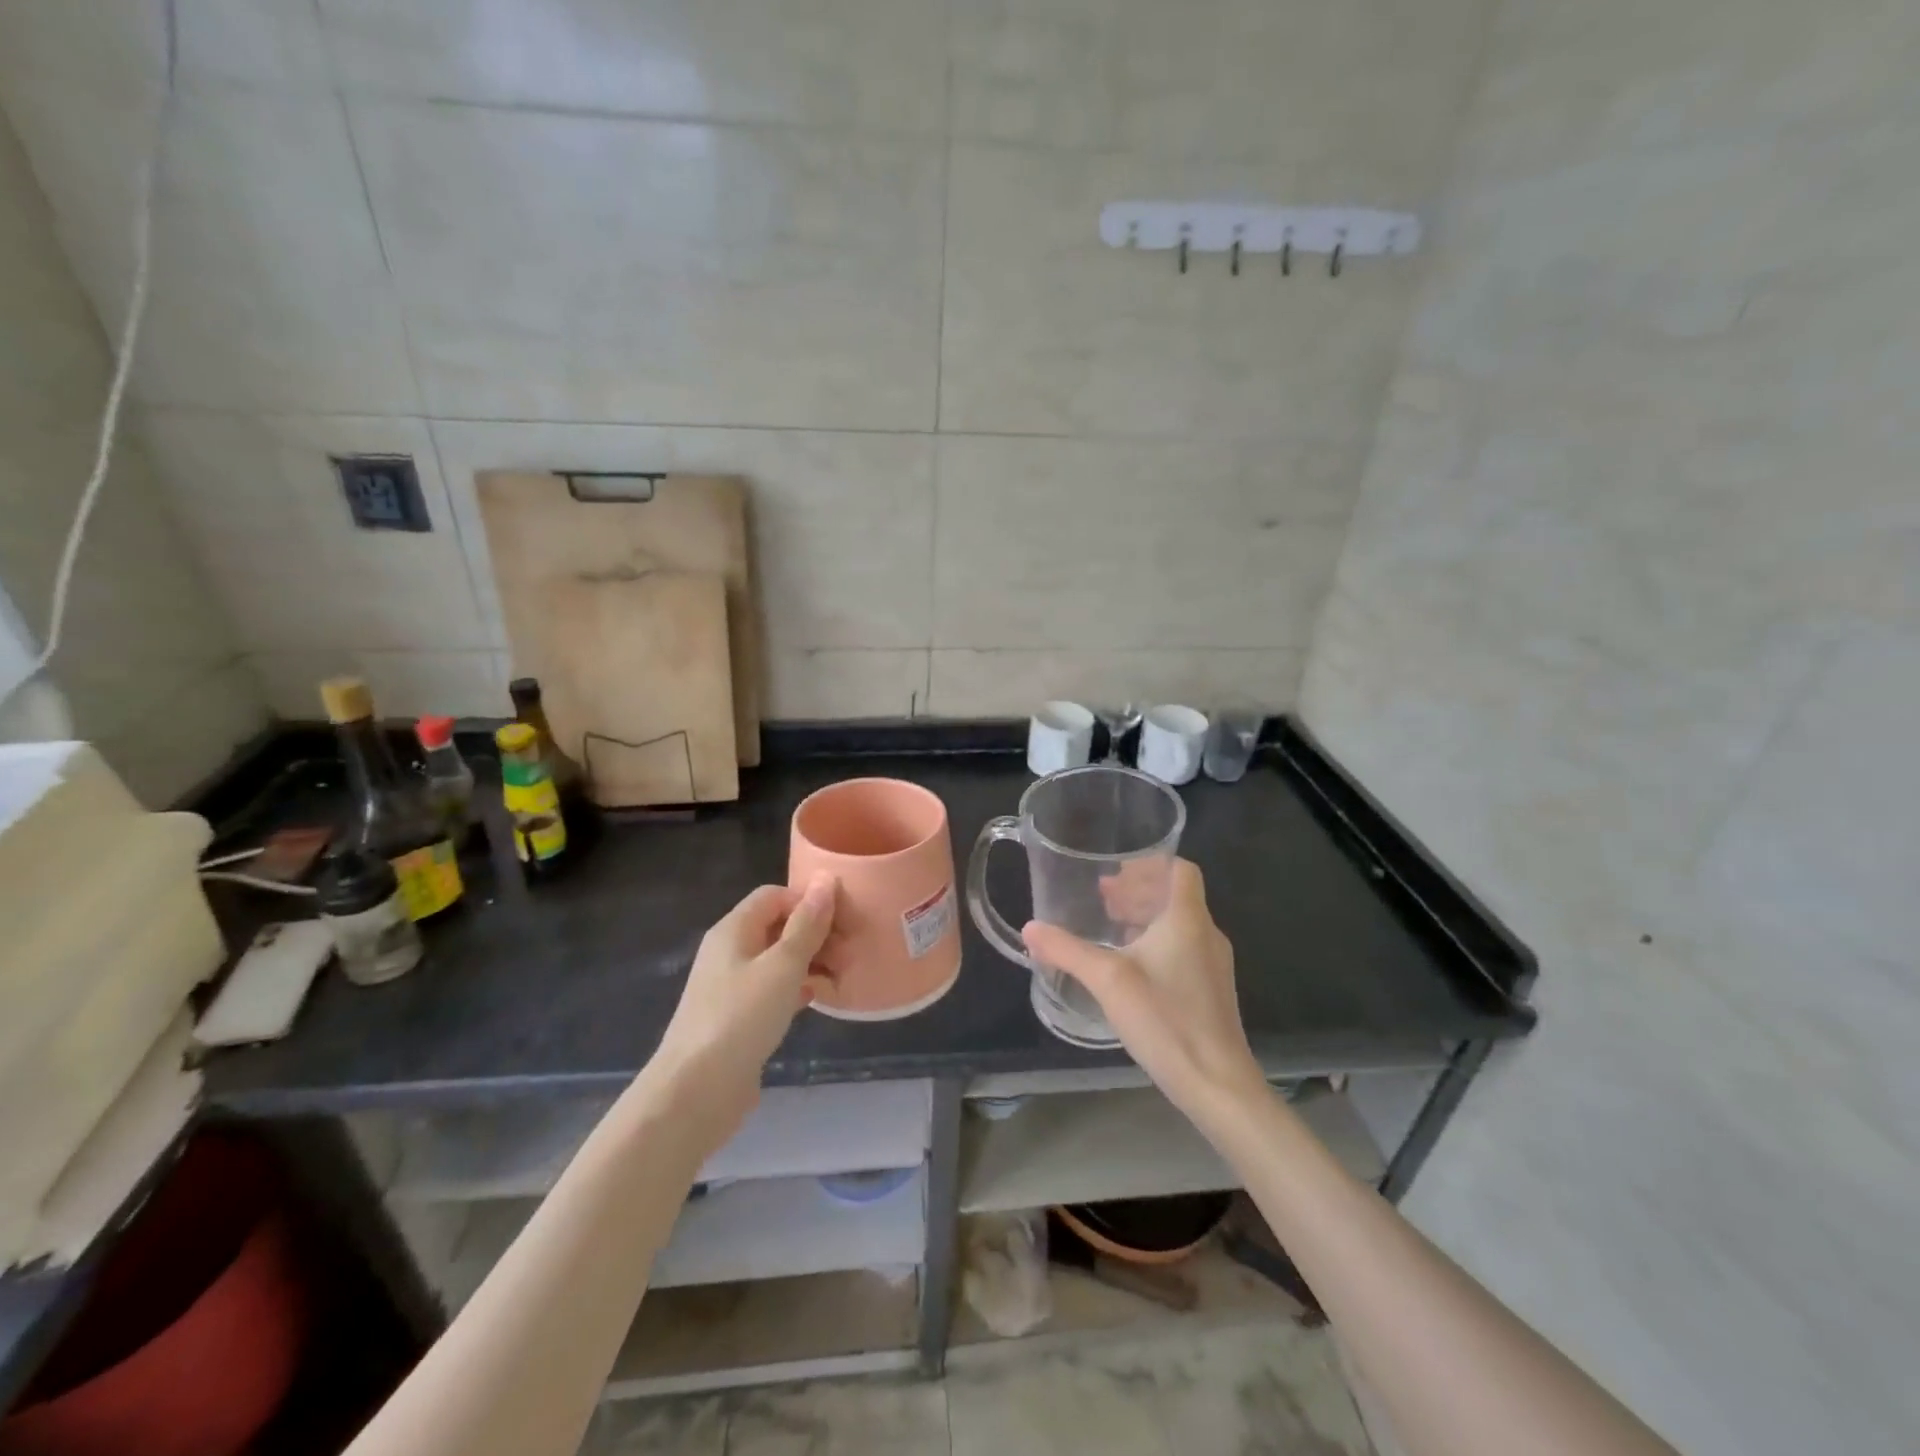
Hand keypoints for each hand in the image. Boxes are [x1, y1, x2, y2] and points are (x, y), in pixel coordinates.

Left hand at [651, 878, 835, 1135]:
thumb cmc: (740, 1018)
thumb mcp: (782, 966)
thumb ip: (806, 924)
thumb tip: (826, 880)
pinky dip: (798, 987)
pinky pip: (773, 988)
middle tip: (850, 954)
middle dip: (817, 933)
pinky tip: (817, 999)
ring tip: (841, 977)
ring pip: (779, 959)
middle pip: (779, 925)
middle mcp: (730, 951)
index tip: (845, 922)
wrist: (695, 1092)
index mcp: (734, 929)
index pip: (776, 896)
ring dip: (811, 961)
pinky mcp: (737, 1017)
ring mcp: (731, 986)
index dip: (810, 902)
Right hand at [1022, 859, 1264, 1121]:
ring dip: (1146, 917)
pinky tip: (1130, 967)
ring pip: (1179, 923)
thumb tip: (1030, 928)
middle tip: (1103, 898)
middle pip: (1175, 895)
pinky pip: (1183, 948)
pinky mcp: (1211, 991)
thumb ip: (1067, 950)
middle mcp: (1206, 934)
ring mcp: (1213, 964)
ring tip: (1111, 927)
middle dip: (1138, 891)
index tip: (1116, 872)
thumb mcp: (1108, 980)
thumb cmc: (1166, 1019)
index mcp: (1188, 919)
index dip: (1149, 864)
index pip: (1180, 869)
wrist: (1217, 1083)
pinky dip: (1156, 942)